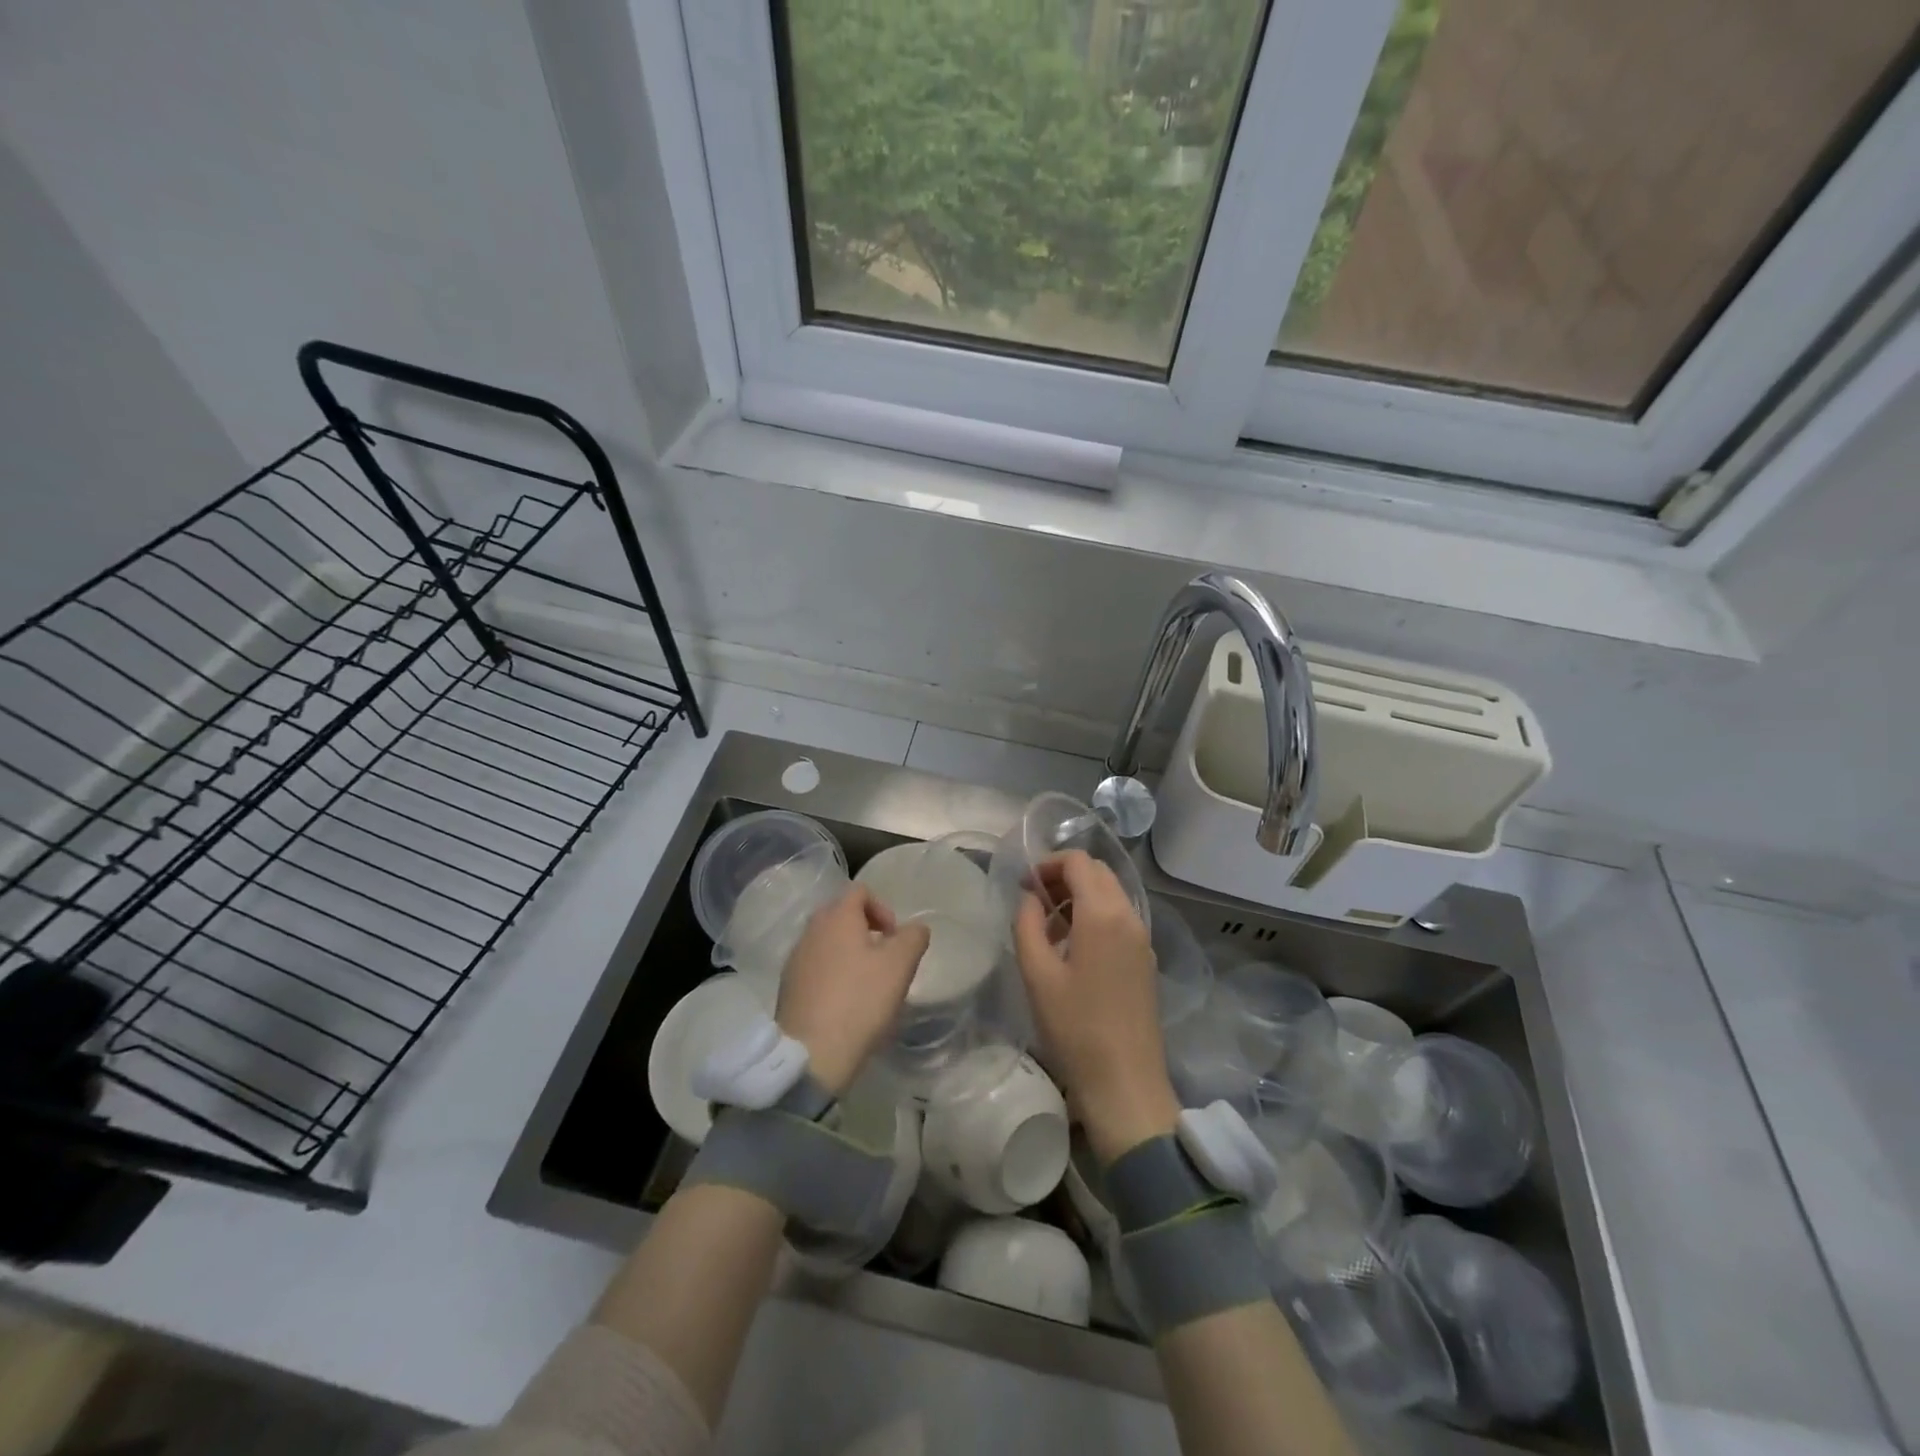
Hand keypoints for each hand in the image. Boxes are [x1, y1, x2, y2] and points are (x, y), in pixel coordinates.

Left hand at [776, 885, 929, 1095]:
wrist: (812, 1053)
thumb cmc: (860, 1000)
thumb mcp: (900, 965)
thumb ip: (913, 938)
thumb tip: (915, 929)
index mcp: (836, 917)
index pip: (860, 891)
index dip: (883, 908)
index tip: (895, 938)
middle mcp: (811, 931)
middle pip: (841, 915)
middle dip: (866, 931)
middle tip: (884, 960)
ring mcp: (795, 959)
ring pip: (827, 943)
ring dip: (849, 954)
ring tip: (867, 985)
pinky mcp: (788, 988)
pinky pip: (815, 968)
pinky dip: (832, 976)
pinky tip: (845, 1003)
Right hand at [1012, 850, 1178, 1164]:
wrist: (1125, 1084)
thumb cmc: (1075, 1027)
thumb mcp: (1037, 973)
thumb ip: (1027, 923)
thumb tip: (1029, 896)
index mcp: (1103, 913)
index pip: (1079, 861)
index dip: (1048, 863)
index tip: (1024, 885)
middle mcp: (1129, 916)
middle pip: (1098, 873)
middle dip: (1064, 876)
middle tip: (1033, 901)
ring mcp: (1142, 939)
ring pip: (1111, 895)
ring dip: (1080, 896)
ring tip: (1048, 927)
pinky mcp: (1146, 960)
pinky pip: (1119, 919)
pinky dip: (1095, 916)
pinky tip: (1073, 949)